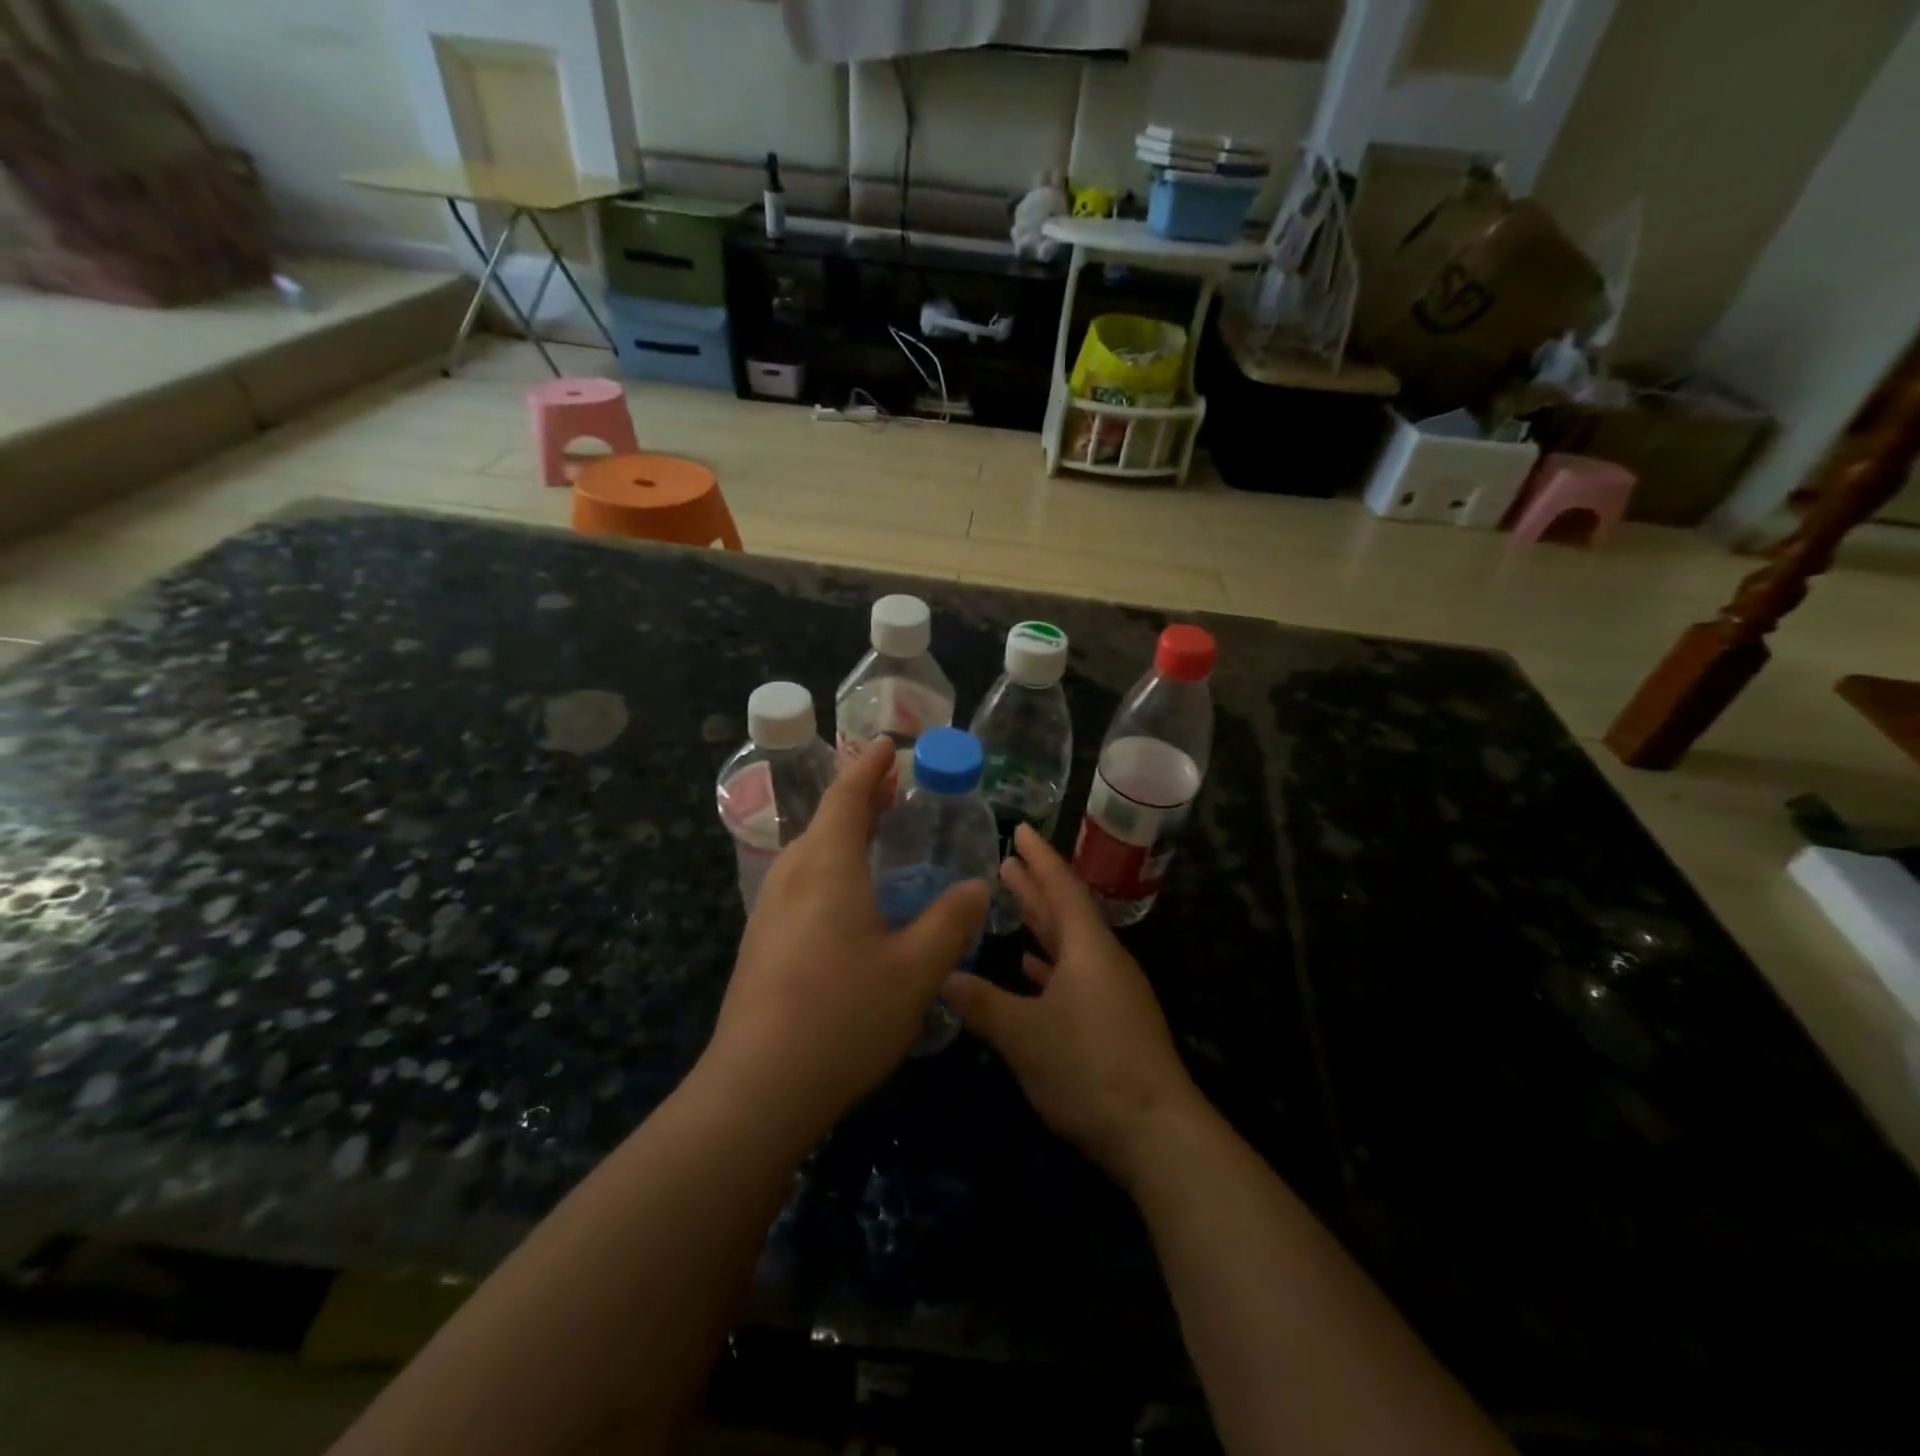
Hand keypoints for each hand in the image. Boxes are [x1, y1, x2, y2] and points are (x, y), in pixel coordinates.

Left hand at [702, 739, 987, 1137]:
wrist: (757, 1089)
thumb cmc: (843, 1016)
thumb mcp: (915, 969)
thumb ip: (950, 921)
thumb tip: (976, 886)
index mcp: (827, 866)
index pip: (847, 796)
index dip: (869, 767)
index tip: (887, 743)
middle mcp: (792, 876)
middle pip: (825, 820)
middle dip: (860, 798)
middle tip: (894, 789)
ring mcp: (770, 910)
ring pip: (810, 852)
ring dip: (843, 832)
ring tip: (876, 835)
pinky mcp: (762, 942)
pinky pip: (801, 882)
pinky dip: (830, 865)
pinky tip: (849, 897)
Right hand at [943, 826, 1203, 1187]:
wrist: (1156, 1132)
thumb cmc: (1089, 1069)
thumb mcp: (1025, 1035)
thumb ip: (982, 1003)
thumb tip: (943, 978)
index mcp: (1088, 948)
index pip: (1061, 887)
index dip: (1039, 857)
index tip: (1020, 828)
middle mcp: (1101, 960)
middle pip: (1064, 910)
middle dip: (1035, 884)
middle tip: (1005, 859)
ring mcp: (1109, 992)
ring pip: (1068, 943)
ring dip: (1040, 921)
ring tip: (1011, 899)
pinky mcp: (1110, 1021)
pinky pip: (1073, 975)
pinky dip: (1049, 964)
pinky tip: (1030, 966)